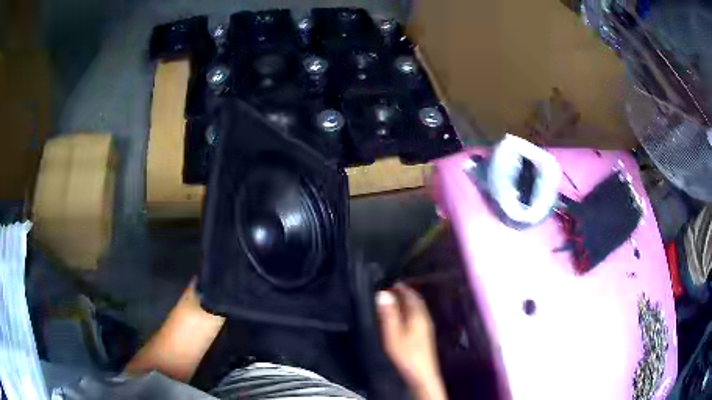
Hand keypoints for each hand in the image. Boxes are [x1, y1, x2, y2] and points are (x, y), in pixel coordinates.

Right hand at [376, 284, 446, 399]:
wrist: (422, 375)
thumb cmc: (406, 354)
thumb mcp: (393, 334)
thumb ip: (389, 314)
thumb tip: (383, 293)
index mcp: (418, 315)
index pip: (411, 294)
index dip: (400, 287)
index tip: (389, 281)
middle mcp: (424, 318)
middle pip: (415, 300)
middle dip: (404, 293)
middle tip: (390, 289)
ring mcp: (426, 327)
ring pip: (416, 309)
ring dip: (406, 302)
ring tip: (393, 301)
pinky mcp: (424, 336)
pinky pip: (416, 316)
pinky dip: (408, 312)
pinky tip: (401, 318)